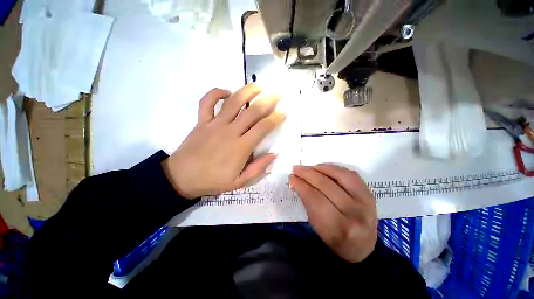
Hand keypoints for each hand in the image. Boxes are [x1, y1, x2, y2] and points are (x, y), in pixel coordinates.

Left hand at [162, 84, 285, 198]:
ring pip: (233, 101)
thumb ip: (258, 169)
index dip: (276, 118)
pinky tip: (226, 92)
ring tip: (258, 86)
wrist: (181, 178)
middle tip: (277, 93)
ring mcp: (214, 124)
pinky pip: (207, 102)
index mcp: (241, 147)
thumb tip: (273, 154)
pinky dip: (216, 93)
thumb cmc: (212, 181)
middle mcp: (230, 131)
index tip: (284, 111)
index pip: (263, 128)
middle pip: (252, 111)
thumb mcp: (239, 182)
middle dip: (268, 100)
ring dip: (247, 91)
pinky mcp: (202, 121)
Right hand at [289, 164, 377, 262]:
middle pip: (326, 186)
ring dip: (321, 169)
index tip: (291, 178)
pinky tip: (324, 167)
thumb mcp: (317, 226)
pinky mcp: (370, 194)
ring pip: (340, 176)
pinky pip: (351, 174)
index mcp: (338, 228)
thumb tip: (297, 182)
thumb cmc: (335, 239)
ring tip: (310, 167)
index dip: (301, 185)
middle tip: (296, 169)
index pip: (315, 199)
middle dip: (308, 174)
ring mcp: (366, 202)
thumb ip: (307, 203)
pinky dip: (335, 168)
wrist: (363, 246)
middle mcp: (355, 214)